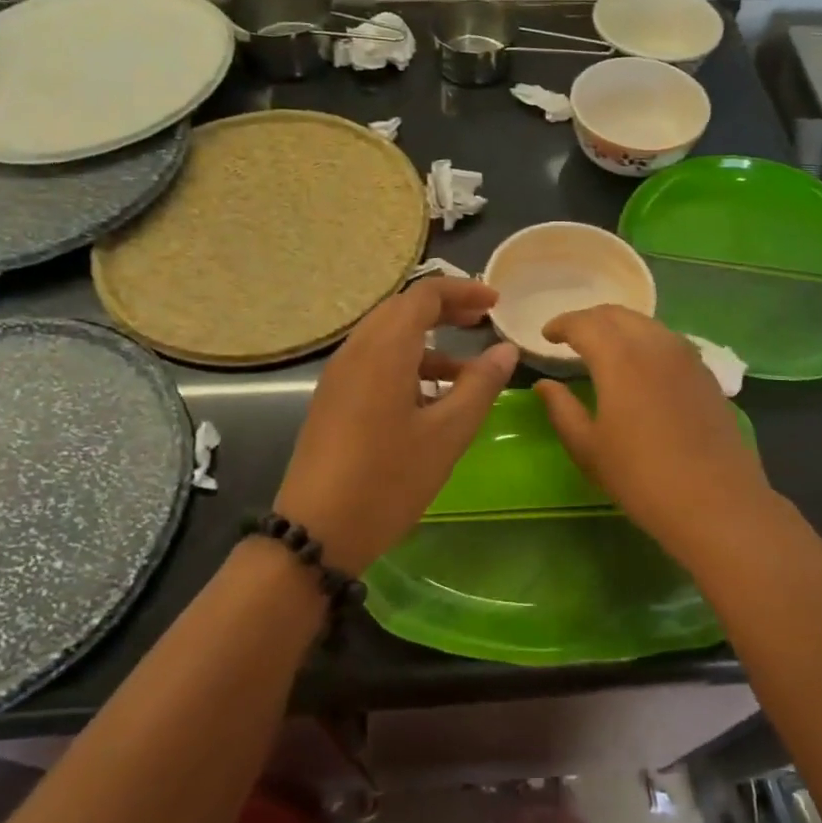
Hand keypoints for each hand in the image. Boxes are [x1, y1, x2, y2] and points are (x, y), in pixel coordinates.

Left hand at [274, 278, 517, 573]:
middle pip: (402, 310)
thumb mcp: (447, 433)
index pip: (424, 294)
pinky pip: (374, 362)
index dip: (462, 291)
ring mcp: (339, 375)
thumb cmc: (388, 479)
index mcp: (384, 348)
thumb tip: (505, 349)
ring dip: (427, 341)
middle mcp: (357, 350)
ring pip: (387, 337)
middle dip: (444, 310)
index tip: (495, 303)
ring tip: (465, 370)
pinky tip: (430, 400)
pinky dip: (407, 364)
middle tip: (481, 322)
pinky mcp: (333, 399)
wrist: (316, 532)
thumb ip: (480, 385)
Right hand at [533, 306, 770, 551]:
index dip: (561, 324)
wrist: (717, 503)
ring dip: (619, 327)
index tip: (547, 336)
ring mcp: (686, 356)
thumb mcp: (588, 448)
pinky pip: (667, 341)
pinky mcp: (705, 373)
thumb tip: (544, 384)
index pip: (584, 323)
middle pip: (616, 314)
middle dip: (589, 320)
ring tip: (603, 348)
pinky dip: (644, 341)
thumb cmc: (641, 477)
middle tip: (571, 337)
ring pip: (645, 324)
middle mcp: (654, 344)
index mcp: (619, 357)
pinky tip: (640, 365)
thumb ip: (561, 409)